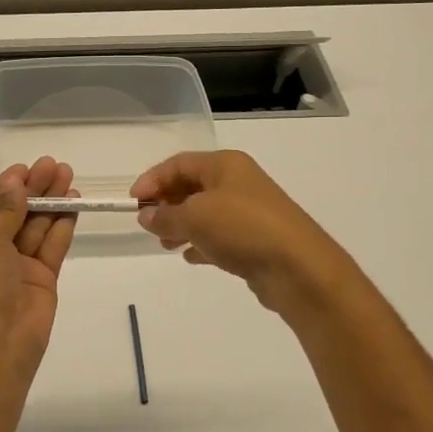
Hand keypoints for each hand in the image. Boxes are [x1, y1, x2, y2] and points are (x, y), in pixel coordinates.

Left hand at [0, 156, 76, 381]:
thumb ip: (5, 212)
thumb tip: (15, 185)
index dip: (5, 187)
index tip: (25, 168)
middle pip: (14, 214)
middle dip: (33, 190)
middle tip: (54, 165)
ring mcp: (16, 269)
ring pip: (35, 228)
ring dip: (51, 202)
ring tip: (68, 177)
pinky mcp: (41, 281)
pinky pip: (51, 247)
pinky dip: (62, 226)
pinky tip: (73, 204)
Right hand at [131, 151, 355, 312]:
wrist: (298, 268)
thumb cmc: (242, 228)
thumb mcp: (195, 217)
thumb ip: (165, 216)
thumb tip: (147, 216)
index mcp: (225, 165)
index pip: (178, 164)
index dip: (153, 179)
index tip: (133, 202)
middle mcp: (238, 182)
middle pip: (192, 186)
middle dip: (167, 204)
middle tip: (149, 224)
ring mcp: (250, 210)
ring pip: (205, 212)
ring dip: (182, 225)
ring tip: (165, 244)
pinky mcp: (256, 238)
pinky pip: (220, 234)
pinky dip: (202, 242)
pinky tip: (191, 257)